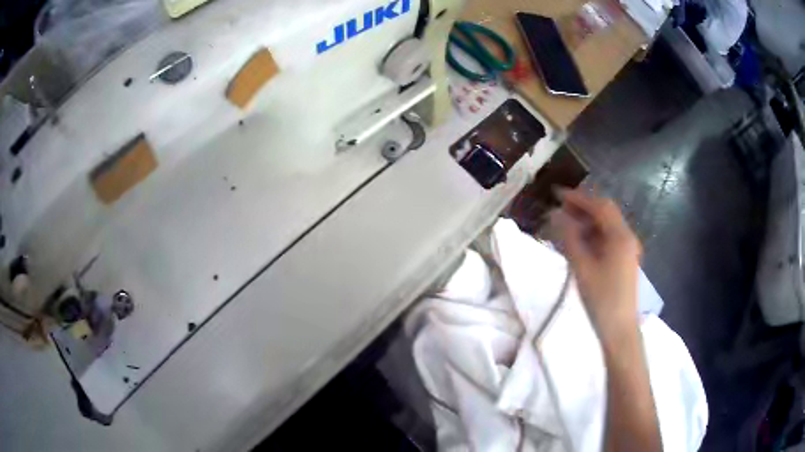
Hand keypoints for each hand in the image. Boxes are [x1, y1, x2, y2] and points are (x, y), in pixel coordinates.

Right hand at [550, 188, 641, 346]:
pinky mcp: (624, 261)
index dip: (577, 197)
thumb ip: (569, 238)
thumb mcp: (582, 268)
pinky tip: (578, 243)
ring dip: (586, 222)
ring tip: (564, 226)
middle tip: (558, 208)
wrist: (619, 330)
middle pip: (605, 213)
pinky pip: (607, 240)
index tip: (556, 193)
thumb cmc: (602, 300)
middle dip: (582, 208)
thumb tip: (556, 215)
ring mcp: (627, 250)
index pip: (599, 206)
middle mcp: (627, 237)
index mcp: (620, 236)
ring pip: (606, 227)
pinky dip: (592, 236)